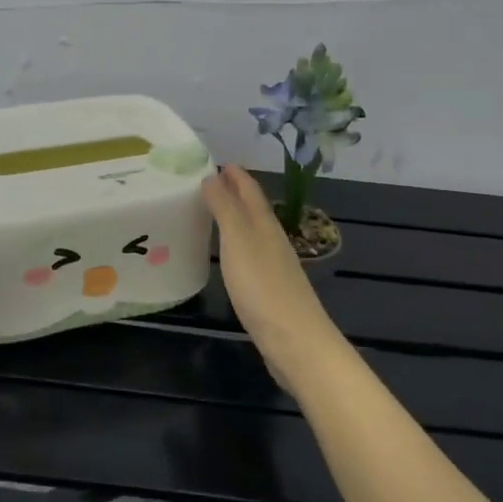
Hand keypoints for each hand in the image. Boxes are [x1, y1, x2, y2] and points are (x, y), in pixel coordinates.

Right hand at [202, 165, 348, 392]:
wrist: (295, 340)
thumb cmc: (262, 286)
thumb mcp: (238, 240)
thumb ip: (225, 208)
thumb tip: (212, 176)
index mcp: (264, 224)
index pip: (249, 190)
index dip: (235, 174)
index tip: (216, 161)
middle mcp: (271, 239)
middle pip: (252, 208)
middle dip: (233, 192)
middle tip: (207, 181)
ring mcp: (273, 264)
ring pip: (252, 230)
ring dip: (234, 217)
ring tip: (211, 211)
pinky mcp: (270, 288)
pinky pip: (249, 253)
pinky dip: (236, 243)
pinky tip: (227, 253)